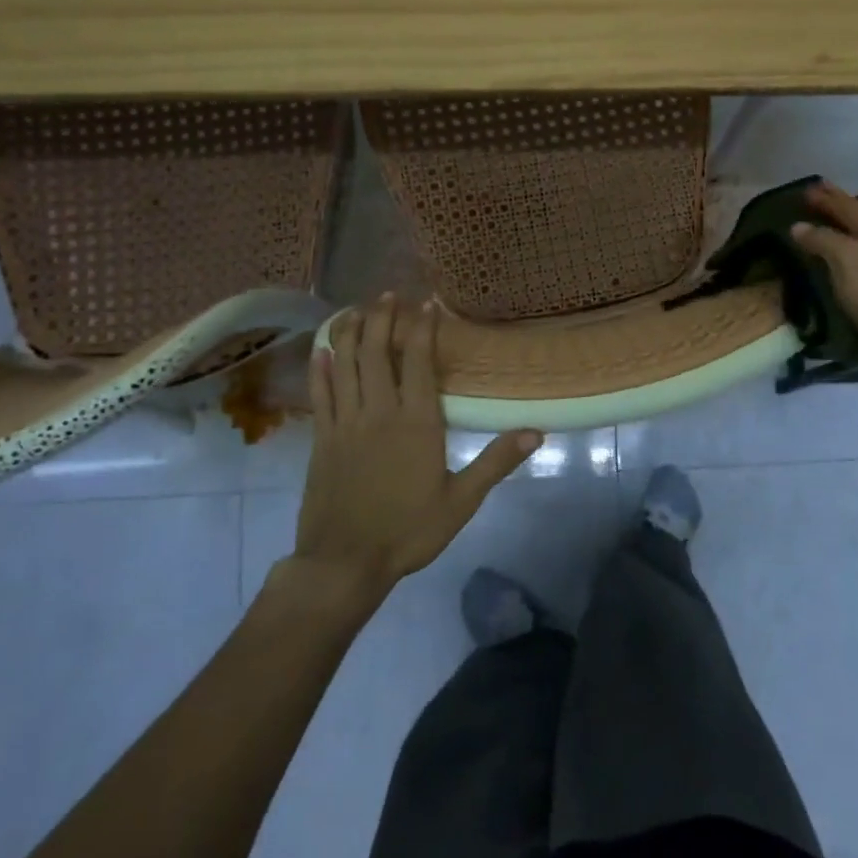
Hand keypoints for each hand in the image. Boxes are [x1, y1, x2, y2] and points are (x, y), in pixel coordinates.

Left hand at [277, 296, 541, 607]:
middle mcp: (379, 412)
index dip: (422, 329)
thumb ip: (496, 462)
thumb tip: (536, 431)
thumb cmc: (409, 531)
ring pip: (346, 365)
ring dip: (352, 333)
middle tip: (388, 295)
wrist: (345, 562)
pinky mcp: (322, 439)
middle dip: (383, 319)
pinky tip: (322, 350)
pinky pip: (321, 394)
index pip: (417, 361)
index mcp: (416, 422)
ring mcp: (346, 423)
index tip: (426, 304)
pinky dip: (321, 368)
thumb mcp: (461, 501)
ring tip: (358, 309)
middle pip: (377, 352)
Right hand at [790, 183, 857, 377]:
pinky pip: (857, 256)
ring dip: (836, 228)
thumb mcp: (846, 260)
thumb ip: (821, 239)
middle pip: (855, 217)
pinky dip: (840, 249)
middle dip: (832, 207)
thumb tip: (797, 226)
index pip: (847, 204)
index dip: (825, 195)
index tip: (805, 186)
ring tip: (815, 223)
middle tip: (809, 198)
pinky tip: (831, 254)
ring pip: (857, 236)